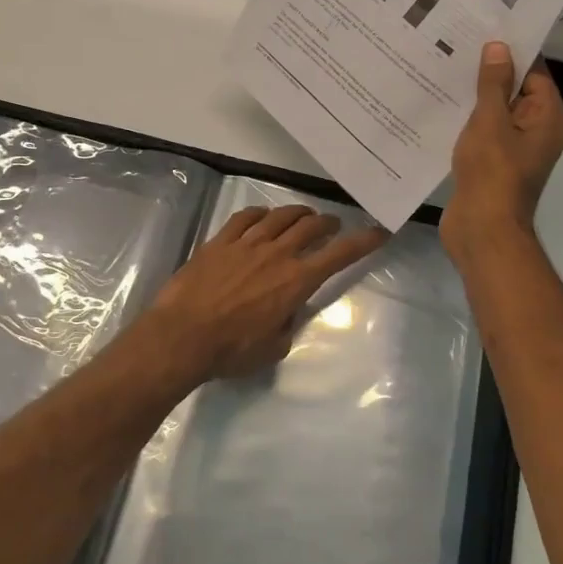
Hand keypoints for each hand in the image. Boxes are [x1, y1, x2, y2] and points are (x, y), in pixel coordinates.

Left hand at [144, 205, 388, 380]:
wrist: (183, 335)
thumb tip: (286, 311)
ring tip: (303, 216)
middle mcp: (276, 254)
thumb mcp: (273, 347)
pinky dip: (260, 213)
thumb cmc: (232, 350)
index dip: (363, 242)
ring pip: (279, 216)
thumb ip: (287, 324)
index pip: (339, 255)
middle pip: (310, 226)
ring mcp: (246, 243)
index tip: (379, 232)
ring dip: (297, 213)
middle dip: (328, 223)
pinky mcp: (220, 241)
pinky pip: (244, 217)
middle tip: (333, 225)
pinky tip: (262, 216)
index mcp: (296, 281)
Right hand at [441, 41, 562, 262]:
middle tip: (453, 48)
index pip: (533, 72)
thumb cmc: (492, 173)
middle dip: (486, 73)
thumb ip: (493, 84)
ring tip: (440, 73)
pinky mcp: (493, 164)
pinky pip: (482, 133)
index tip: (480, 32)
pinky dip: (465, 122)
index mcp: (547, 117)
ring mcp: (514, 150)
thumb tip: (499, 47)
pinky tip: (439, 108)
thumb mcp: (490, 121)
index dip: (509, 52)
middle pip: (514, 91)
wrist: (482, 230)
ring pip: (494, 113)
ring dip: (472, 98)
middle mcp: (536, 131)